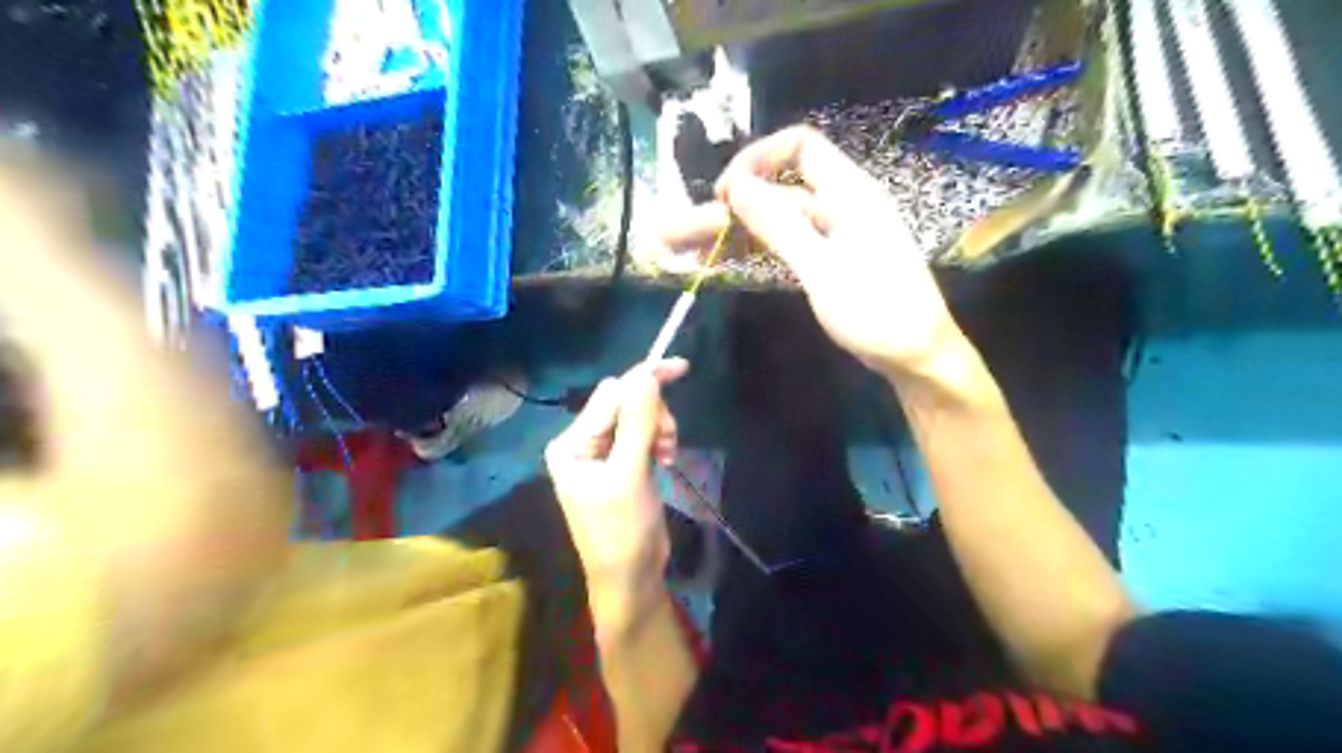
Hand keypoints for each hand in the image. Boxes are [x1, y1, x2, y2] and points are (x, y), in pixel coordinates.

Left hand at [548, 360, 691, 622]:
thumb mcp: (629, 476)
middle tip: (669, 442)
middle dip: (653, 414)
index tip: (681, 367)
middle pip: (624, 402)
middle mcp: (582, 442)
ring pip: (638, 417)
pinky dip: (659, 440)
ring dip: (659, 428)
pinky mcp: (622, 463)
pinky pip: (643, 434)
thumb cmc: (622, 532)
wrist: (631, 578)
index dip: (644, 380)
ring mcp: (603, 453)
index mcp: (571, 444)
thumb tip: (645, 375)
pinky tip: (666, 459)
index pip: (609, 396)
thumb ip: (636, 424)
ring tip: (668, 455)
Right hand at [664, 123, 969, 379]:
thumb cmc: (877, 311)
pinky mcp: (825, 263)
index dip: (757, 160)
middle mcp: (838, 206)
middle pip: (775, 192)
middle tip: (676, 233)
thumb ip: (779, 225)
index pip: (799, 147)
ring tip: (682, 250)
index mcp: (848, 193)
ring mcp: (830, 237)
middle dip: (726, 209)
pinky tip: (717, 263)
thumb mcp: (823, 268)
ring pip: (772, 223)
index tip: (724, 194)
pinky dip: (752, 252)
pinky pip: (782, 247)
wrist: (917, 358)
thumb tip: (737, 185)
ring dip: (731, 234)